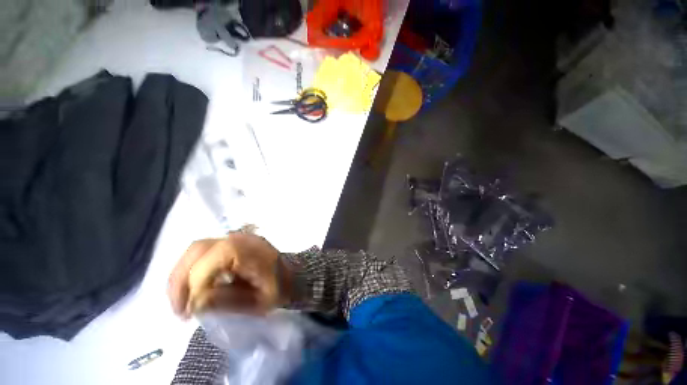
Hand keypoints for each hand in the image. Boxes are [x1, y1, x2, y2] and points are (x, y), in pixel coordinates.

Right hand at [167, 232, 290, 317]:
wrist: (292, 275)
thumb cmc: (279, 289)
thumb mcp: (257, 303)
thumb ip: (226, 302)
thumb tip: (195, 302)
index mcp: (250, 250)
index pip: (212, 259)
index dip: (197, 284)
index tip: (192, 312)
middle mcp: (241, 238)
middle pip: (198, 249)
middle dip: (180, 280)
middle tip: (179, 309)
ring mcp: (236, 237)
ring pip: (197, 249)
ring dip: (182, 275)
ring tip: (181, 302)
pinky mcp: (232, 242)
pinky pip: (204, 251)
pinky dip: (191, 269)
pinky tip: (191, 289)